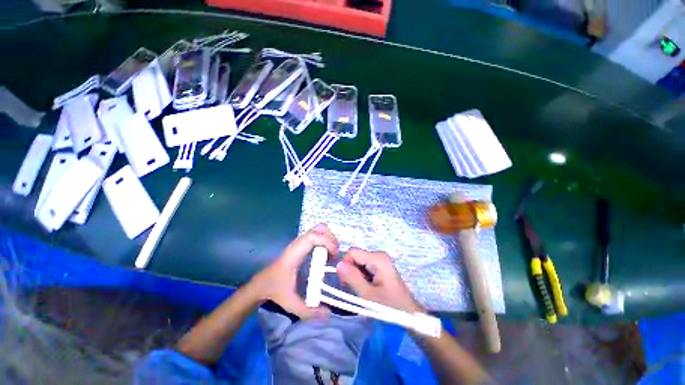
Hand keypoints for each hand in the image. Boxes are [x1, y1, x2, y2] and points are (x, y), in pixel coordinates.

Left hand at [249, 223, 337, 318]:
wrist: (261, 284)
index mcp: (294, 254)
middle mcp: (297, 244)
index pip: (312, 237)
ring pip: (318, 229)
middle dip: (331, 238)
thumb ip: (309, 312)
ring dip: (329, 238)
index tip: (334, 255)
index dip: (327, 241)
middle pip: (318, 228)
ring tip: (331, 253)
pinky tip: (325, 254)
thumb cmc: (275, 291)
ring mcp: (299, 242)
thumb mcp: (291, 304)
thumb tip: (329, 314)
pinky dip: (325, 239)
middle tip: (335, 253)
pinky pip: (316, 234)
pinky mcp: (301, 244)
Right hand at [336, 248, 423, 313]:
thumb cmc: (390, 306)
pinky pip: (364, 267)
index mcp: (377, 258)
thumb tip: (338, 264)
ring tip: (361, 291)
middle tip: (353, 289)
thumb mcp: (368, 295)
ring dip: (355, 275)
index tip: (346, 283)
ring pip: (359, 262)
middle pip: (355, 257)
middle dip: (351, 271)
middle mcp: (379, 255)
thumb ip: (352, 278)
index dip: (346, 265)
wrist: (409, 316)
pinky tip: (366, 288)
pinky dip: (361, 277)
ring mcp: (380, 260)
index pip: (352, 252)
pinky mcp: (380, 267)